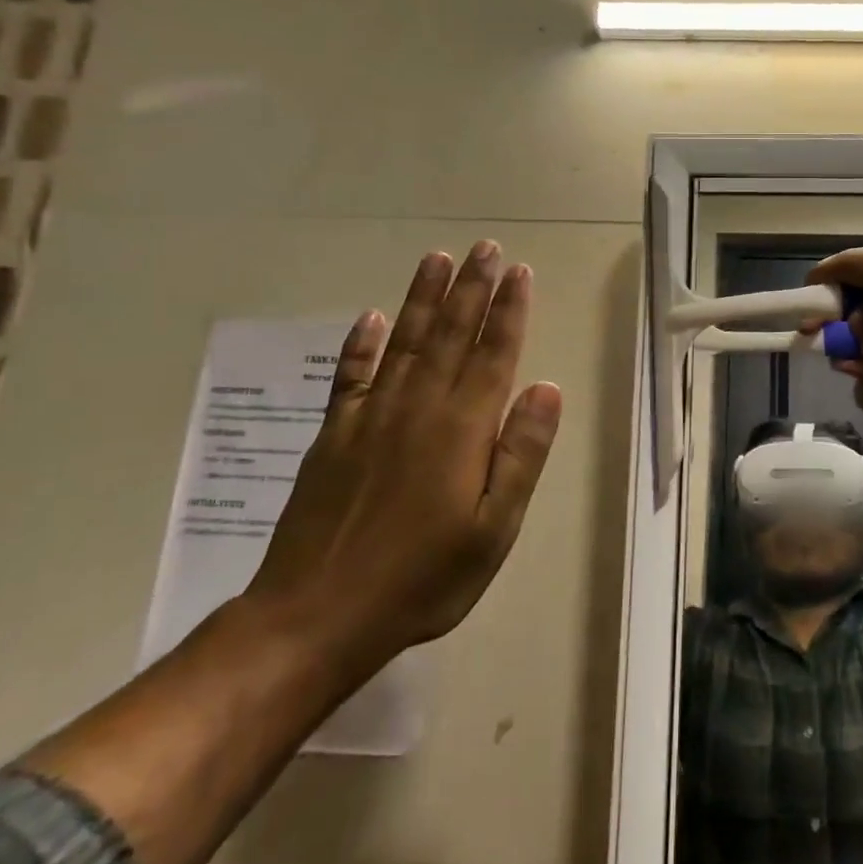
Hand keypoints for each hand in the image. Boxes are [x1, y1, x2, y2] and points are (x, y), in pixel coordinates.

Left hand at [245, 242, 562, 678]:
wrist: (316, 616)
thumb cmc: (422, 578)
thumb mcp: (494, 529)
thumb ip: (522, 454)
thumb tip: (546, 387)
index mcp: (462, 429)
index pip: (494, 354)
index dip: (509, 311)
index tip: (519, 271)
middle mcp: (418, 408)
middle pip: (451, 334)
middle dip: (472, 288)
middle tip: (485, 248)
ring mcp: (370, 418)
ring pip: (405, 342)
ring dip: (423, 298)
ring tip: (437, 259)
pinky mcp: (333, 435)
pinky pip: (350, 376)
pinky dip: (361, 343)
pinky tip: (372, 318)